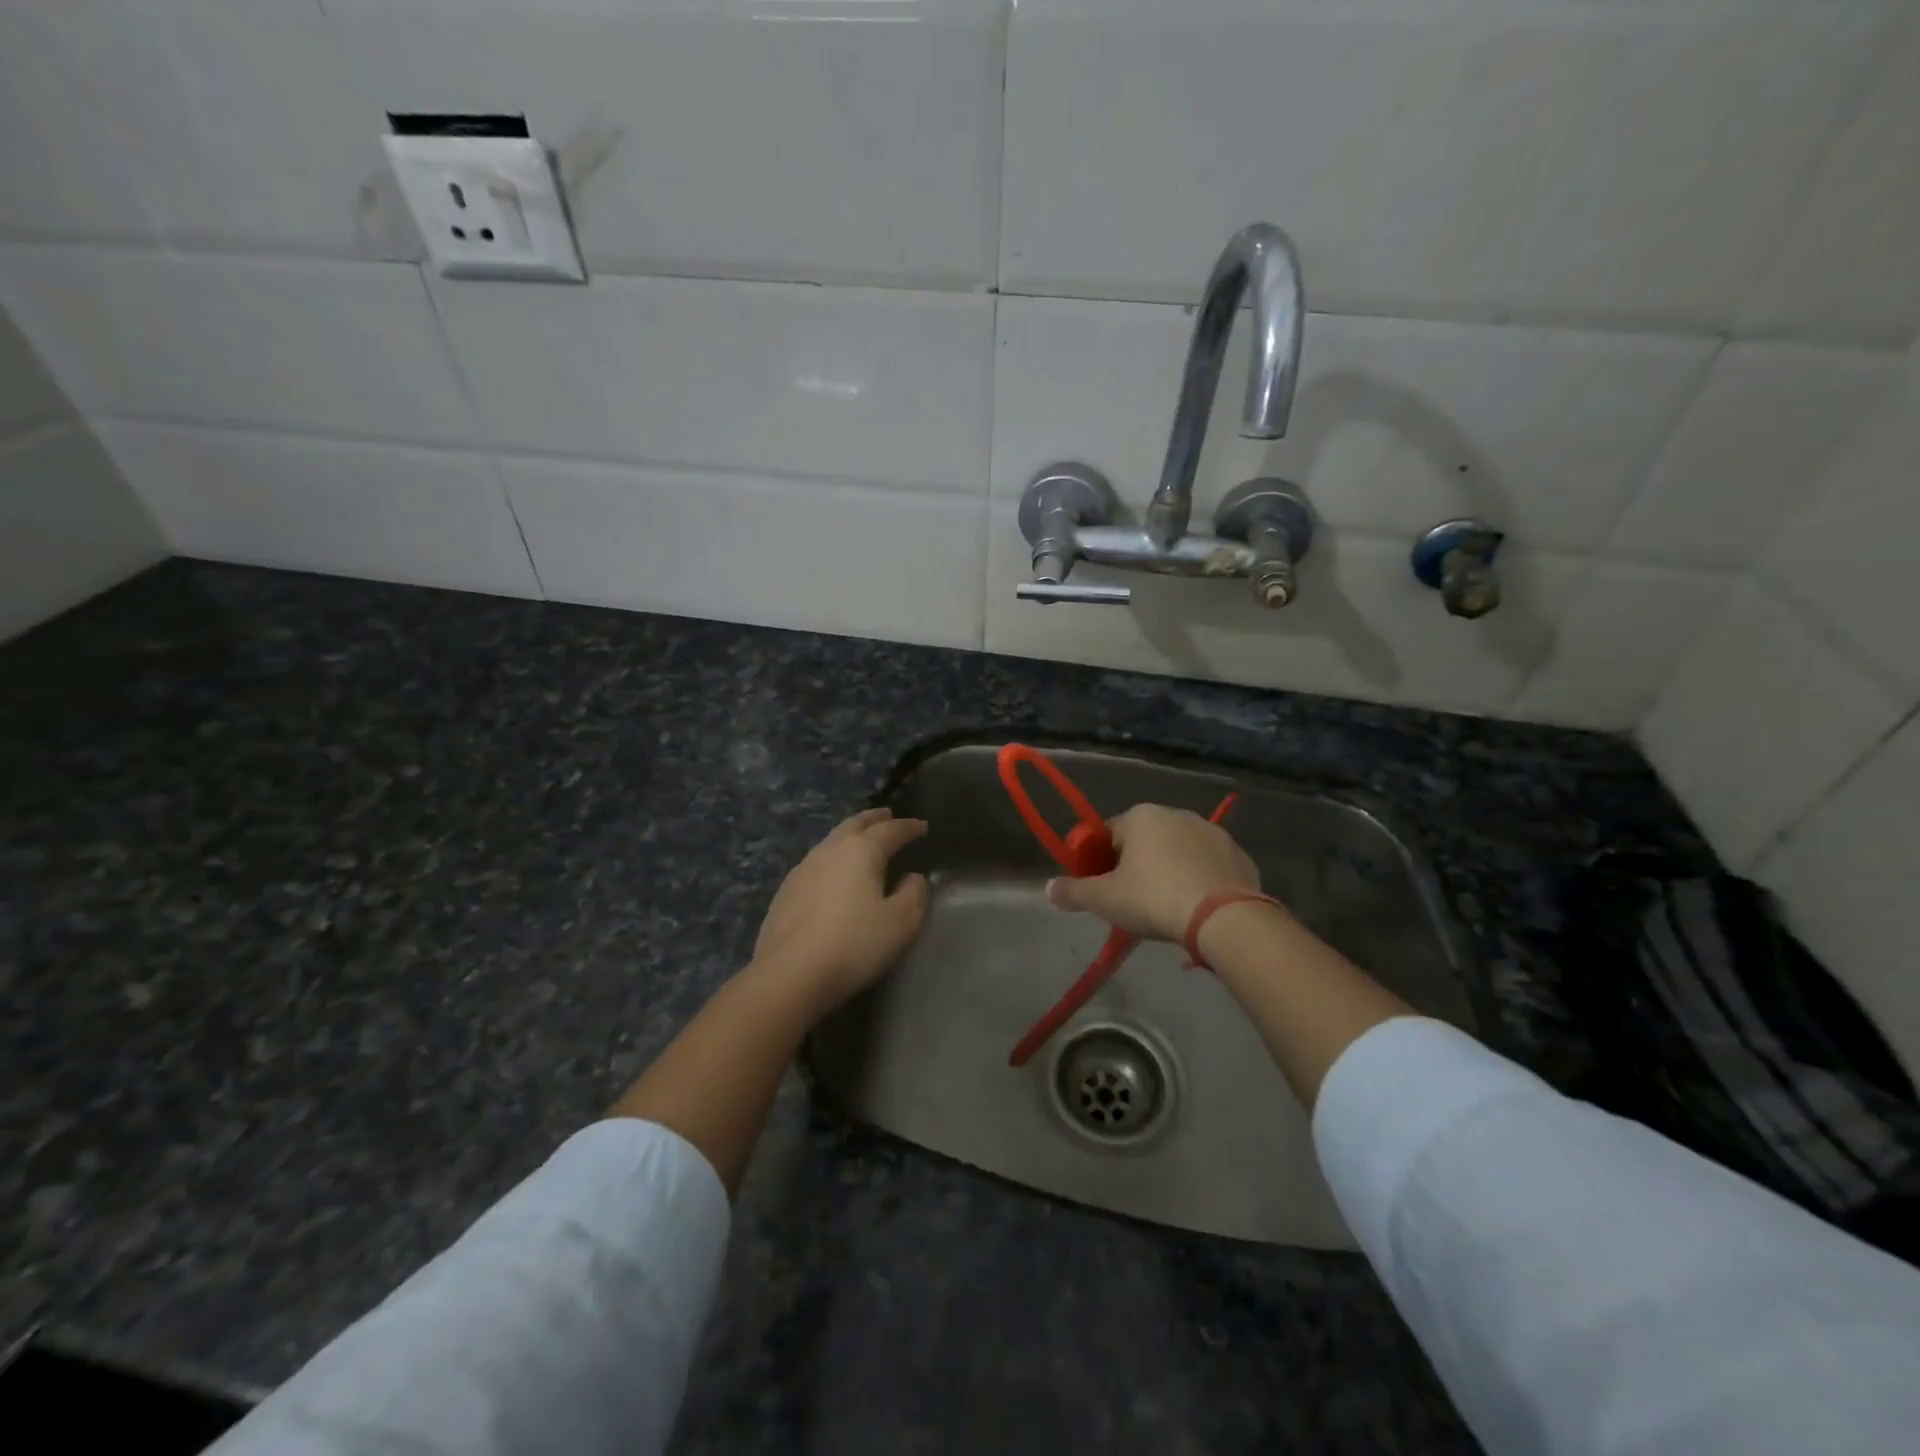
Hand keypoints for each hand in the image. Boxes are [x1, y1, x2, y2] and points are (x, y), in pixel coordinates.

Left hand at [751, 808, 930, 1015]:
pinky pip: (816, 862)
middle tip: (888, 816)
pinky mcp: (786, 892)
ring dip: (850, 836)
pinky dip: (832, 858)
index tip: (922, 826)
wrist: (790, 974)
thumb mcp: (901, 923)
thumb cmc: (854, 944)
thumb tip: (913, 877)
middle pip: (854, 824)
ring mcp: (802, 869)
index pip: (890, 830)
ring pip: (831, 840)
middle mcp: (830, 851)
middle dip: (874, 818)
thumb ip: (914, 894)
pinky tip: (833, 874)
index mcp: (861, 851)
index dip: (908, 827)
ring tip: (862, 841)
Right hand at [1044, 803, 1260, 941]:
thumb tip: (1048, 888)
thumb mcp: (1105, 899)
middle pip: (1144, 841)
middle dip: (1136, 866)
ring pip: (1179, 852)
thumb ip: (1073, 892)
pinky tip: (1197, 908)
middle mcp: (1177, 814)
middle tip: (1133, 902)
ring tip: (1167, 909)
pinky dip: (1200, 881)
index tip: (1102, 889)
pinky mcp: (1239, 855)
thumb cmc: (1154, 898)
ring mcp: (1213, 832)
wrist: (1225, 918)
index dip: (1100, 862)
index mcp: (1141, 816)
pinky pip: (1209, 866)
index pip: (1108, 834)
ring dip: (1169, 871)